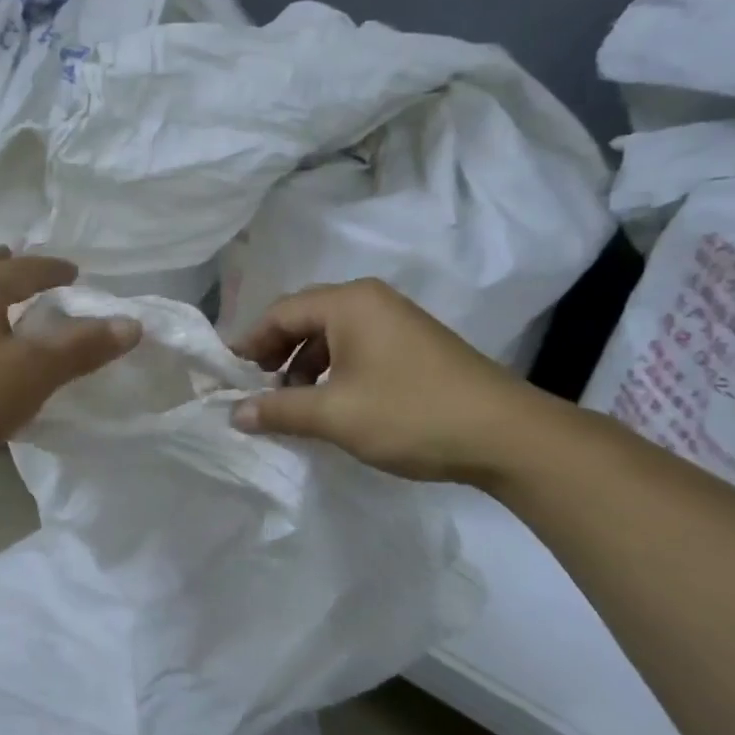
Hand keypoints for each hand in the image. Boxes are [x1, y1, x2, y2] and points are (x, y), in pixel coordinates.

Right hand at [227, 279, 563, 483]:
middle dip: (276, 353)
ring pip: (332, 335)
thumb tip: (234, 414)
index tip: (229, 375)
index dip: (249, 343)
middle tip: (257, 388)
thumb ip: (279, 410)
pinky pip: (357, 347)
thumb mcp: (335, 415)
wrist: (506, 435)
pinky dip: (333, 371)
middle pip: (305, 318)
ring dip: (305, 365)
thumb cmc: (411, 414)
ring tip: (293, 402)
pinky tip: (331, 403)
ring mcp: (396, 321)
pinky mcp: (414, 345)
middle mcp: (371, 300)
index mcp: (349, 303)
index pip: (281, 312)